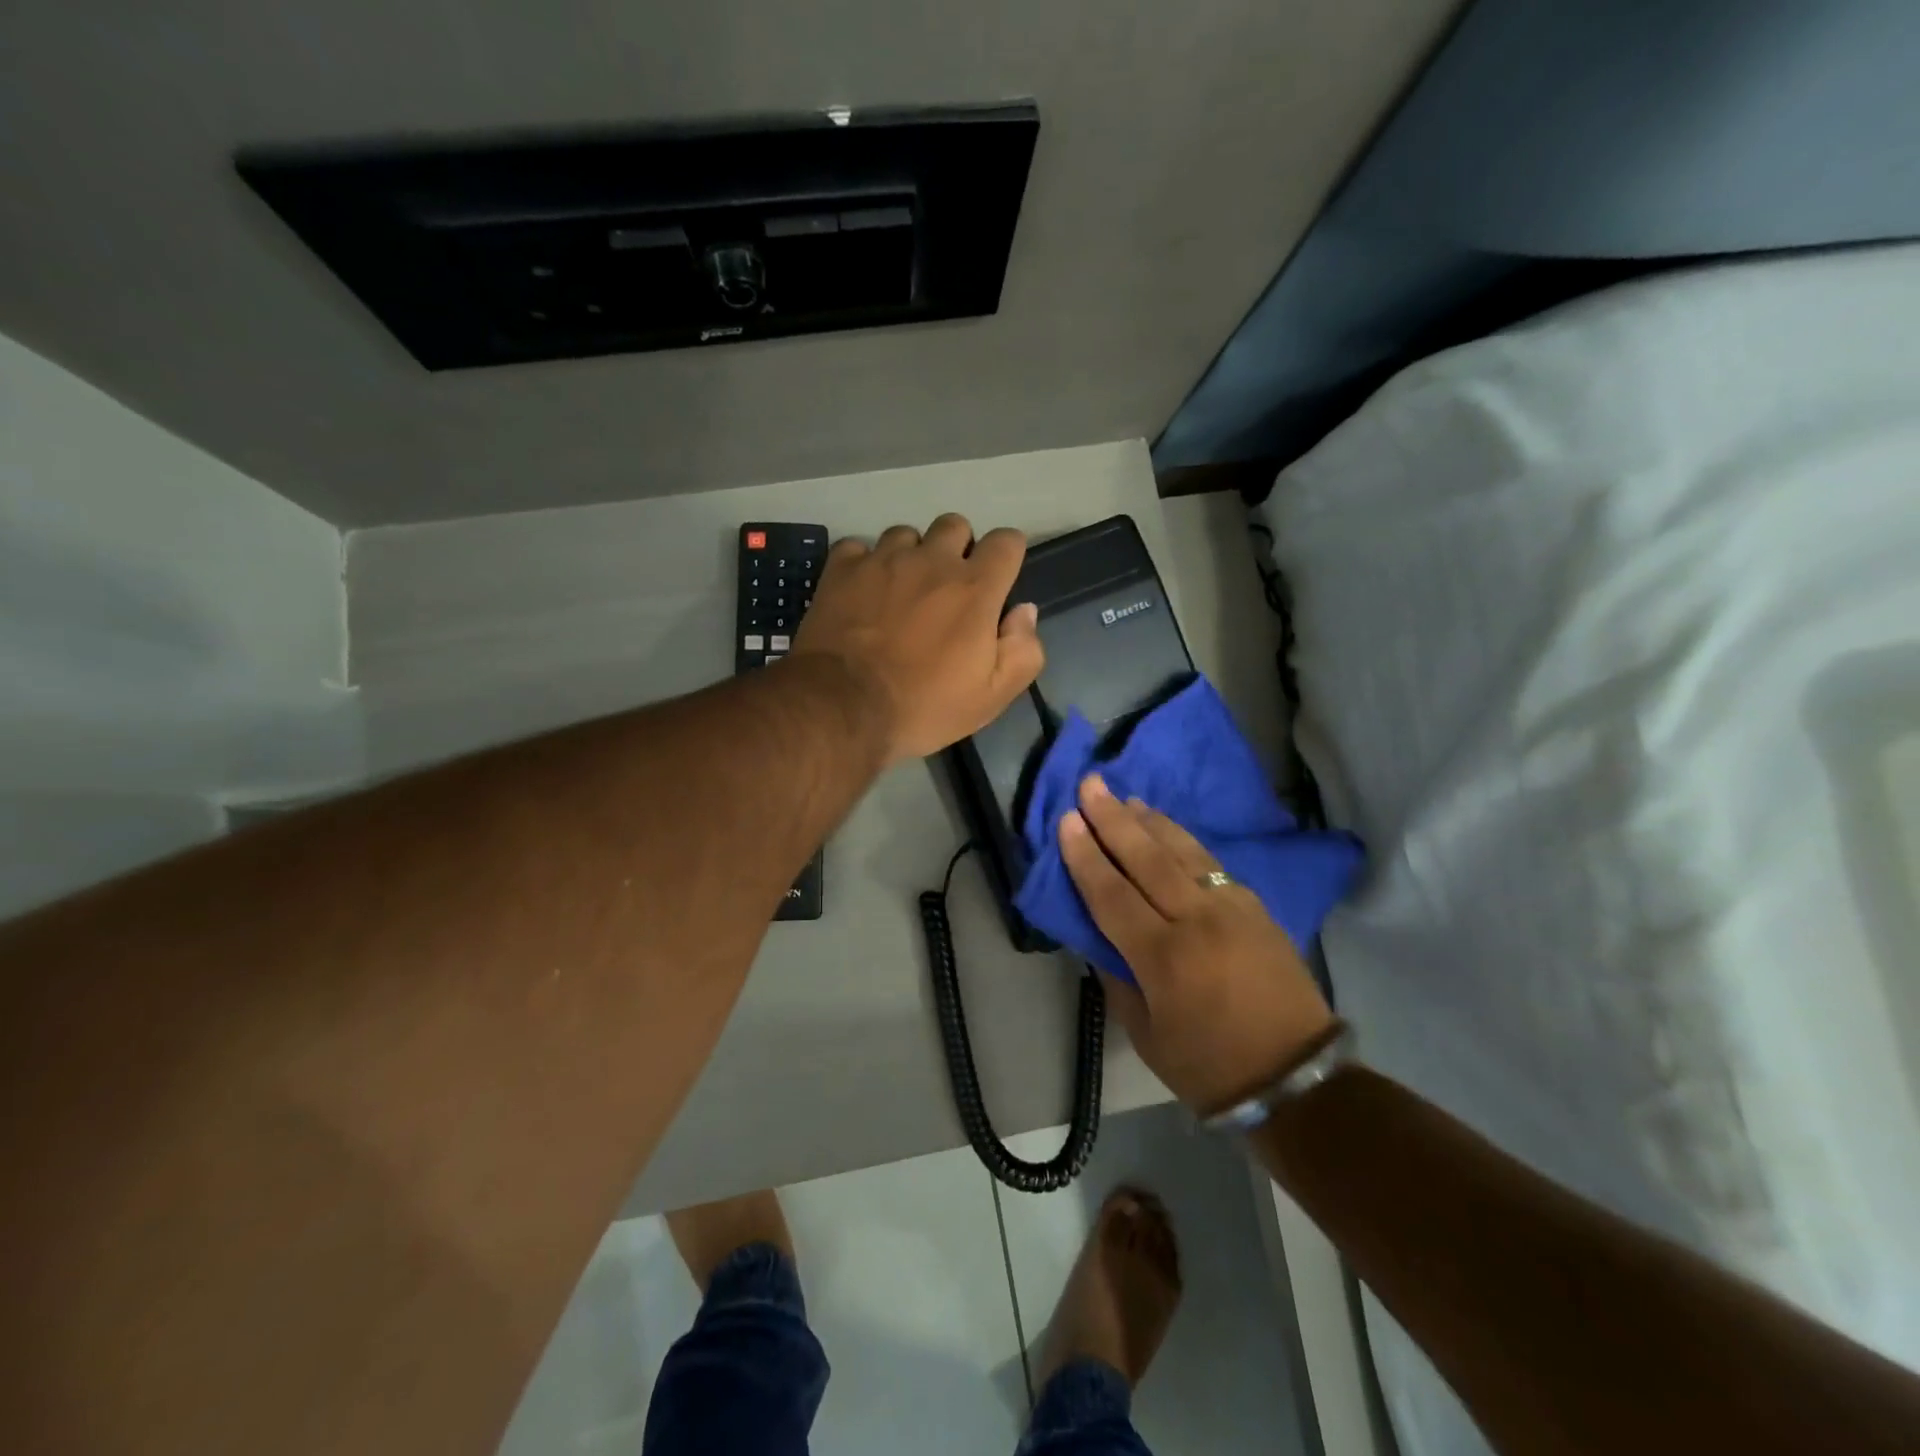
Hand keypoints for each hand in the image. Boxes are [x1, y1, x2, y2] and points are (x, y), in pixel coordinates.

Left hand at [793, 514, 1044, 764]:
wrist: (844, 708)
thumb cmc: (925, 705)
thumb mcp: (991, 696)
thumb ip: (1022, 650)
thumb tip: (1024, 612)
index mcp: (975, 588)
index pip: (1007, 542)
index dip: (1007, 556)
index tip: (999, 580)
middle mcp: (931, 560)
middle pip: (955, 526)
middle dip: (958, 550)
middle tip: (947, 590)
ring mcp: (882, 560)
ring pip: (906, 534)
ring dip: (911, 556)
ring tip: (901, 591)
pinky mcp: (842, 569)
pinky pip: (858, 547)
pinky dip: (864, 564)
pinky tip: (862, 591)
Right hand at [1058, 776, 1334, 1114]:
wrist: (1295, 1076)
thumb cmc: (1208, 1065)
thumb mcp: (1145, 1033)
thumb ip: (1117, 977)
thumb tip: (1099, 936)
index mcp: (1163, 958)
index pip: (1111, 893)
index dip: (1085, 856)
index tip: (1066, 821)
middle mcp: (1197, 921)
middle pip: (1146, 859)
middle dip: (1113, 819)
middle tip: (1091, 784)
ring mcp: (1232, 908)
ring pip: (1183, 851)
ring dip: (1150, 821)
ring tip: (1126, 797)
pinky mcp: (1255, 907)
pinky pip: (1211, 863)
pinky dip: (1184, 841)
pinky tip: (1168, 829)